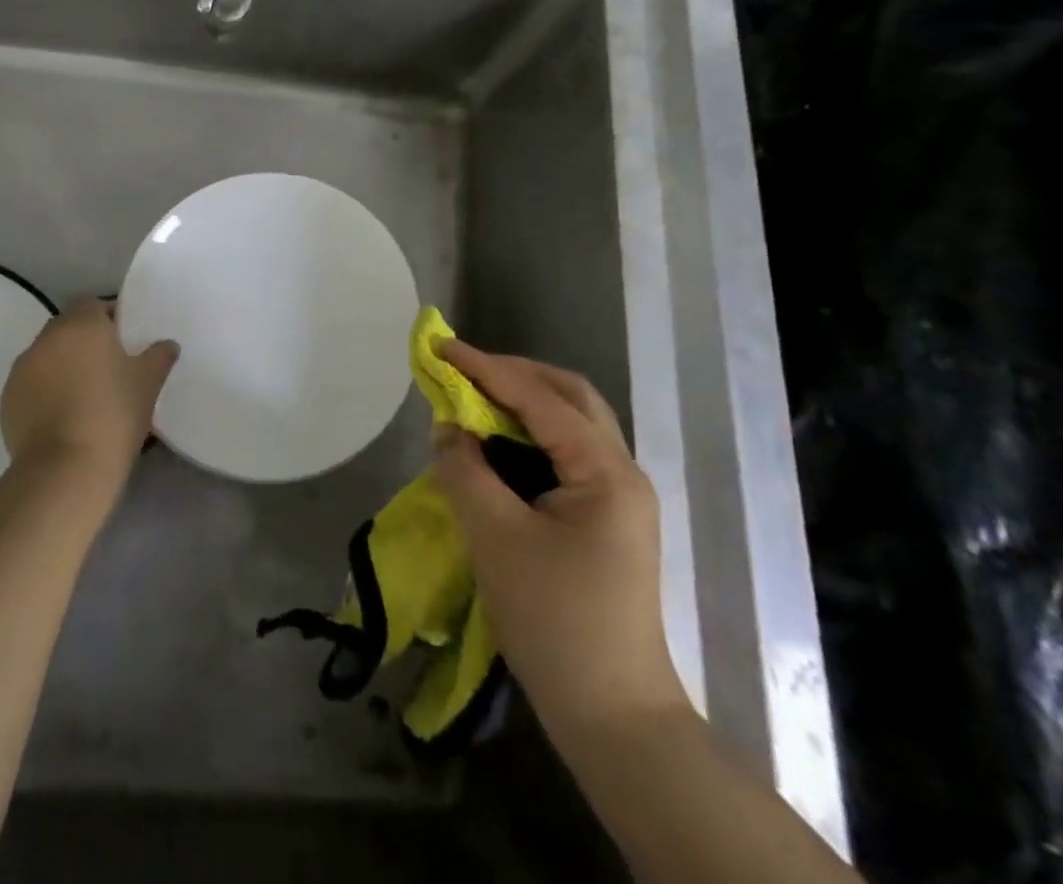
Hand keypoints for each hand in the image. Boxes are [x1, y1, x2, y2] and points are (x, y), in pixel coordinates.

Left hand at [0, 299, 178, 487]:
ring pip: (48, 356)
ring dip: (64, 366)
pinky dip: (46, 391)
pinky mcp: (8, 399)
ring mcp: (22, 369)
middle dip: (86, 342)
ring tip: (86, 395)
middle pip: (68, 328)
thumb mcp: (148, 383)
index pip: (94, 305)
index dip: (110, 318)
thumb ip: (159, 356)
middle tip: (109, 368)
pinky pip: (33, 384)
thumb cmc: (114, 413)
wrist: (66, 468)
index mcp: (82, 325)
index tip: (126, 340)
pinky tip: (65, 416)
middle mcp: (47, 338)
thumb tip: (167, 345)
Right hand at [430, 339, 689, 739]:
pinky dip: (529, 436)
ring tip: (474, 397)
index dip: (486, 368)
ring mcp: (618, 497)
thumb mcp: (497, 539)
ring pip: (571, 423)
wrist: (612, 717)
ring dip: (522, 402)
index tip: (441, 347)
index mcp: (605, 471)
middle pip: (569, 397)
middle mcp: (621, 472)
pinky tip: (496, 445)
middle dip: (514, 374)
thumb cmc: (555, 622)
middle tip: (463, 369)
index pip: (540, 398)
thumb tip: (448, 427)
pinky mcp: (606, 519)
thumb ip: (466, 471)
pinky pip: (566, 454)